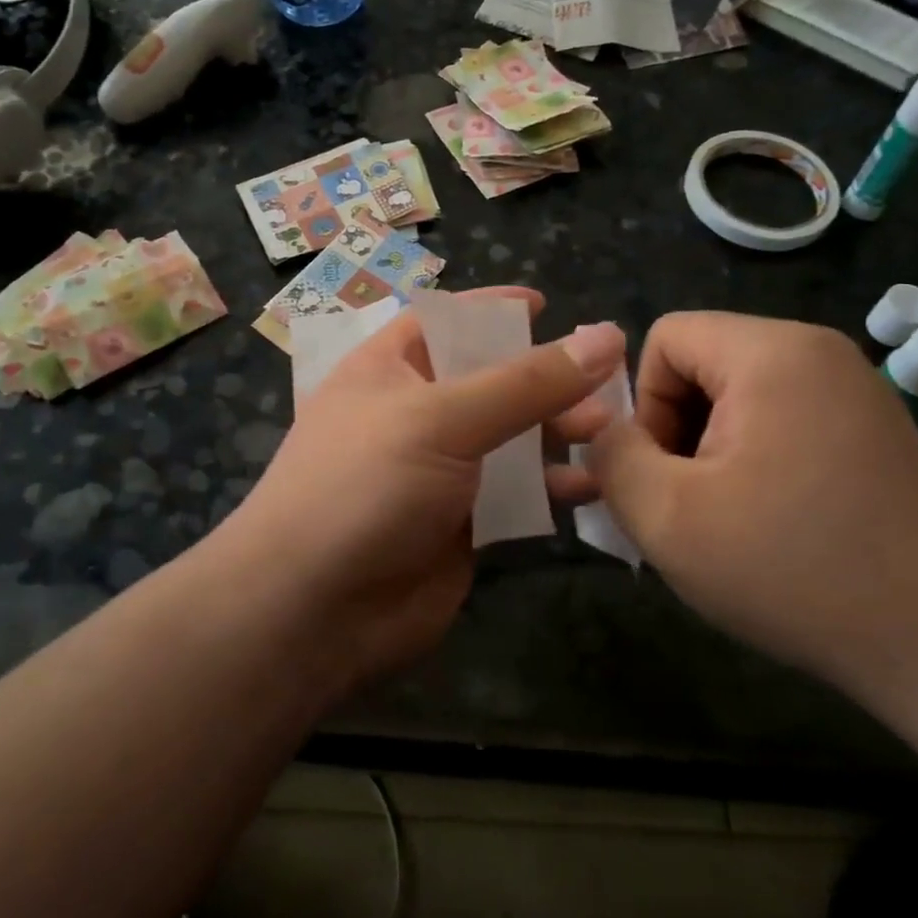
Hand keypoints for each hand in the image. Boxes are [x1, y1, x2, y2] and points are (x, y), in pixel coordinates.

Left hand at [221, 289, 624, 694]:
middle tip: (605, 383)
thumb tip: (606, 336)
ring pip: (512, 439)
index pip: (448, 320)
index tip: (547, 305)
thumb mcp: (442, 418)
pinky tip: (590, 488)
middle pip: (492, 380)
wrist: (311, 612)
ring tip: (606, 433)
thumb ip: (526, 382)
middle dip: (546, 379)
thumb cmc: (365, 487)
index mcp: (391, 368)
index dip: (494, 310)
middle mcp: (416, 413)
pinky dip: (552, 487)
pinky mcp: (463, 524)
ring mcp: (440, 471)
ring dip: (557, 432)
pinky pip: (517, 494)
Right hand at [582, 312, 917, 701]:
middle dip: (677, 431)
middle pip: (703, 364)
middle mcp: (818, 352)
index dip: (643, 404)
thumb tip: (607, 431)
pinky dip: (757, 462)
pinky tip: (773, 525)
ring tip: (726, 522)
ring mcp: (855, 391)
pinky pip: (785, 421)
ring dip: (713, 452)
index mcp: (771, 352)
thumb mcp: (668, 518)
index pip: (666, 338)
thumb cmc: (795, 571)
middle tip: (690, 506)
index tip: (665, 475)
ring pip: (741, 397)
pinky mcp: (875, 431)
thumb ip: (613, 458)